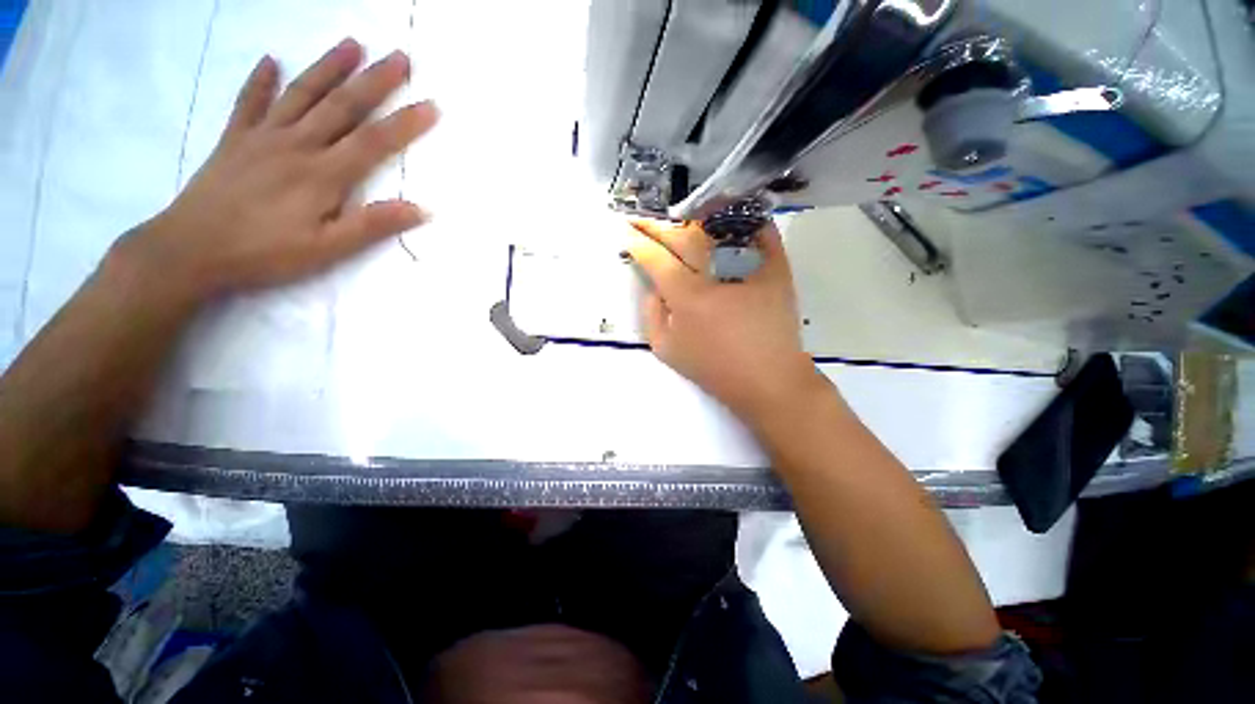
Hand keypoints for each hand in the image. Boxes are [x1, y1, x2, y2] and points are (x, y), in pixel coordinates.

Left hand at [120, 38, 438, 301]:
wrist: (190, 250)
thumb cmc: (266, 253)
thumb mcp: (329, 248)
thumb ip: (374, 224)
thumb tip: (422, 209)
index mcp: (323, 174)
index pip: (374, 141)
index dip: (406, 123)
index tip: (432, 105)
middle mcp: (296, 144)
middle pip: (342, 105)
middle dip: (375, 80)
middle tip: (400, 56)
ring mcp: (262, 137)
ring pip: (302, 94)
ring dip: (329, 67)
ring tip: (351, 44)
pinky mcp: (234, 139)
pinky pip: (249, 102)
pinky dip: (260, 80)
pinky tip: (270, 61)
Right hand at [625, 220, 819, 422]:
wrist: (767, 379)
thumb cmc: (714, 368)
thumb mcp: (667, 350)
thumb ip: (652, 315)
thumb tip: (654, 287)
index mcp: (687, 296)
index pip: (656, 259)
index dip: (638, 243)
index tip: (627, 234)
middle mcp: (715, 274)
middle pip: (682, 237)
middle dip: (656, 227)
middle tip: (642, 220)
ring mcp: (748, 267)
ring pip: (717, 228)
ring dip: (693, 216)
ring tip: (678, 213)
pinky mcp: (776, 267)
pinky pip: (759, 232)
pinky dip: (743, 218)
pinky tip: (727, 213)